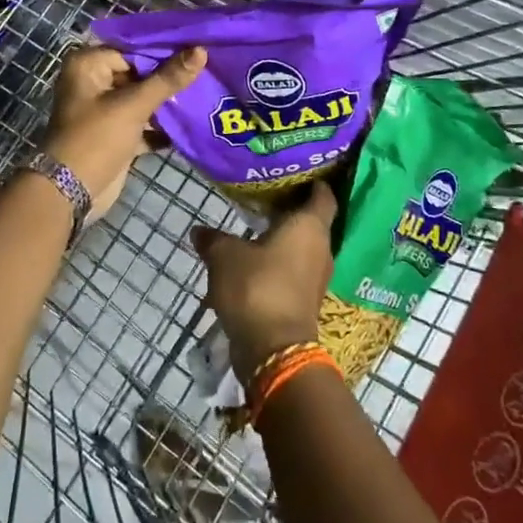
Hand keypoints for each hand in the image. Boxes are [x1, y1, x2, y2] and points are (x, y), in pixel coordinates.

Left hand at [42, 44, 205, 221]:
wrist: (71, 192)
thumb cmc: (97, 138)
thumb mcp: (133, 105)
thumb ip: (168, 78)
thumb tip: (200, 50)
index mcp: (88, 65)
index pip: (134, 48)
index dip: (166, 50)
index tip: (200, 48)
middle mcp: (94, 82)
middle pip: (139, 73)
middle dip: (170, 77)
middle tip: (208, 70)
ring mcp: (104, 110)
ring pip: (143, 99)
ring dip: (169, 102)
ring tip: (206, 93)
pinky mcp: (115, 134)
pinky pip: (143, 122)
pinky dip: (162, 126)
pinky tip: (193, 123)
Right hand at [191, 183, 336, 383]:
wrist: (273, 350)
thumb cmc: (256, 287)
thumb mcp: (225, 256)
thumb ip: (213, 239)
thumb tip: (199, 230)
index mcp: (310, 227)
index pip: (323, 195)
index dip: (314, 182)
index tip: (298, 172)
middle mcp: (321, 248)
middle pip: (312, 221)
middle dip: (292, 210)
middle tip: (267, 196)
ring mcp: (316, 278)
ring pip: (302, 248)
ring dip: (283, 239)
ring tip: (256, 227)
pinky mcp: (306, 301)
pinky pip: (294, 271)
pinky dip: (279, 263)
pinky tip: (256, 260)